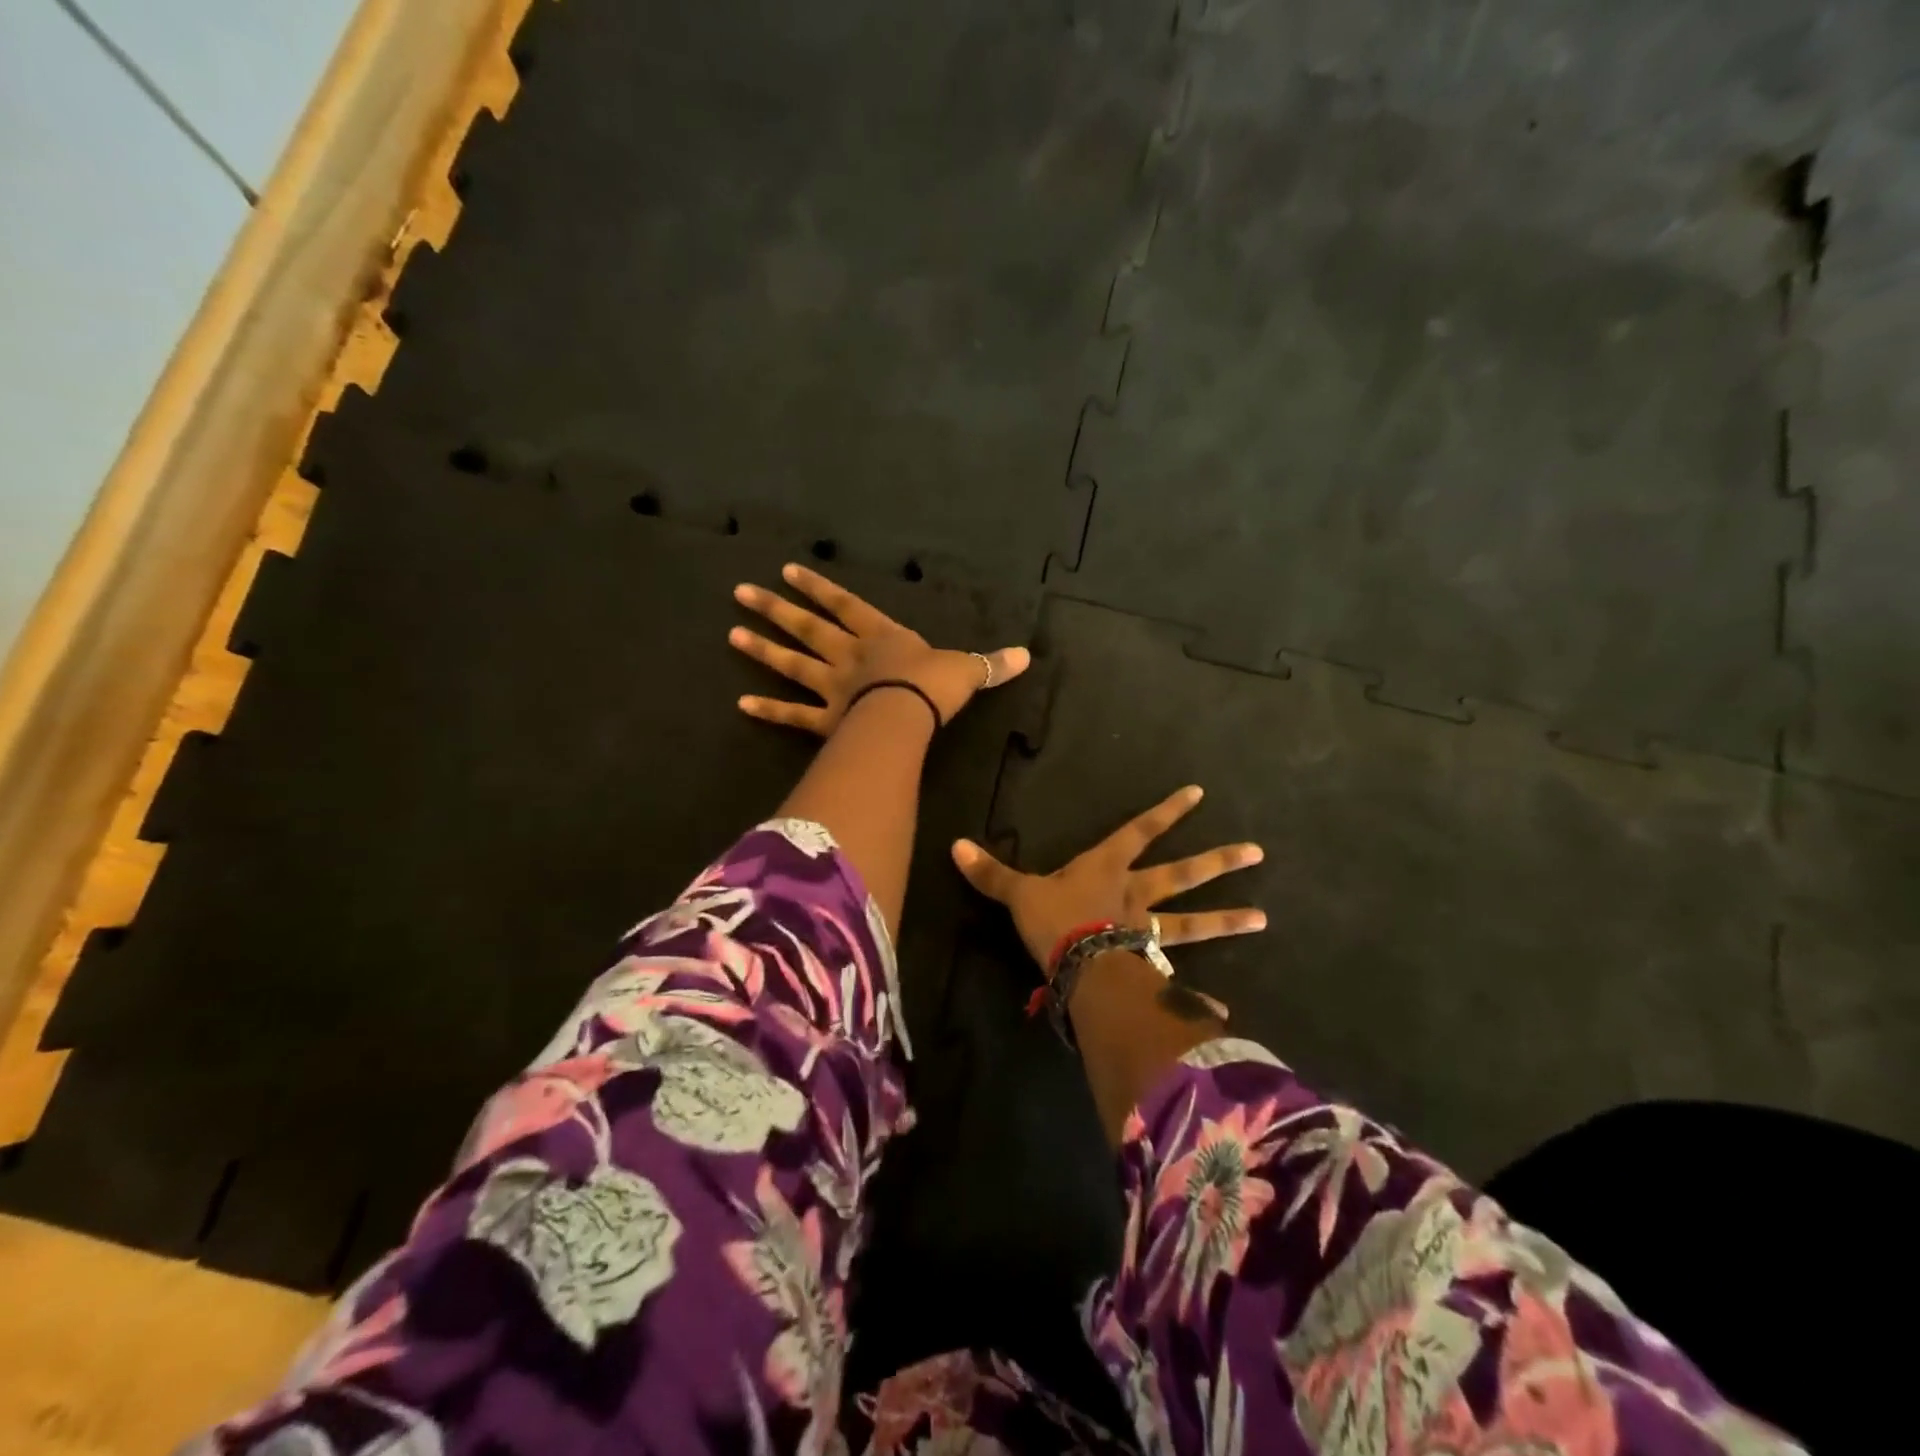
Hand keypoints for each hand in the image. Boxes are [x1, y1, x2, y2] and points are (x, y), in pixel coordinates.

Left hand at [730, 563, 1030, 733]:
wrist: (910, 715)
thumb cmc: (934, 686)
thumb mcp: (967, 669)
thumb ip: (990, 664)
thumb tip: (1027, 656)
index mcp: (881, 637)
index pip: (846, 605)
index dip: (819, 588)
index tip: (787, 571)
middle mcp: (851, 657)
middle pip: (808, 629)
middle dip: (776, 610)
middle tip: (741, 592)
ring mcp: (834, 688)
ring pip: (793, 665)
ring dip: (763, 650)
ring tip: (732, 634)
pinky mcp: (827, 722)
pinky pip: (794, 716)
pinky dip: (769, 711)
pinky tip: (741, 703)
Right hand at [950, 785, 1266, 972]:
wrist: (1077, 966)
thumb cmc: (1053, 920)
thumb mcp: (1019, 893)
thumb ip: (992, 873)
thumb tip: (954, 845)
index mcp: (1107, 869)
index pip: (1140, 832)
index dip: (1166, 813)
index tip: (1199, 795)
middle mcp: (1135, 895)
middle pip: (1182, 875)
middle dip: (1217, 863)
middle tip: (1257, 853)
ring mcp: (1147, 932)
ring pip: (1192, 923)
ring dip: (1226, 921)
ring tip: (1263, 919)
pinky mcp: (1149, 967)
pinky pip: (1177, 980)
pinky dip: (1197, 995)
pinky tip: (1223, 1008)